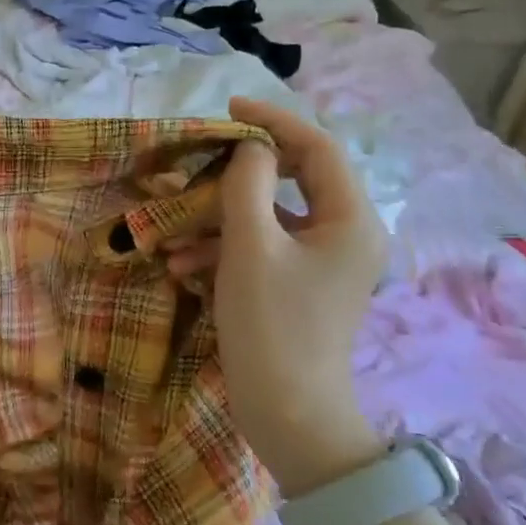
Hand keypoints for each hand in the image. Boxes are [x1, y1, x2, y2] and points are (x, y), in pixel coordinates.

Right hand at [173, 98, 386, 492]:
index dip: (273, 120)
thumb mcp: (250, 248)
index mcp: (351, 220)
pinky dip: (227, 247)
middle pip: (294, 179)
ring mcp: (325, 263)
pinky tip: (184, 263)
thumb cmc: (272, 326)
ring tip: (174, 231)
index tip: (227, 109)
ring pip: (272, 216)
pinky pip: (266, 247)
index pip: (317, 148)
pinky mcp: (302, 285)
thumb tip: (251, 148)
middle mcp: (347, 234)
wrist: (289, 415)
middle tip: (200, 163)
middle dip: (239, 174)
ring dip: (221, 218)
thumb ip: (247, 185)